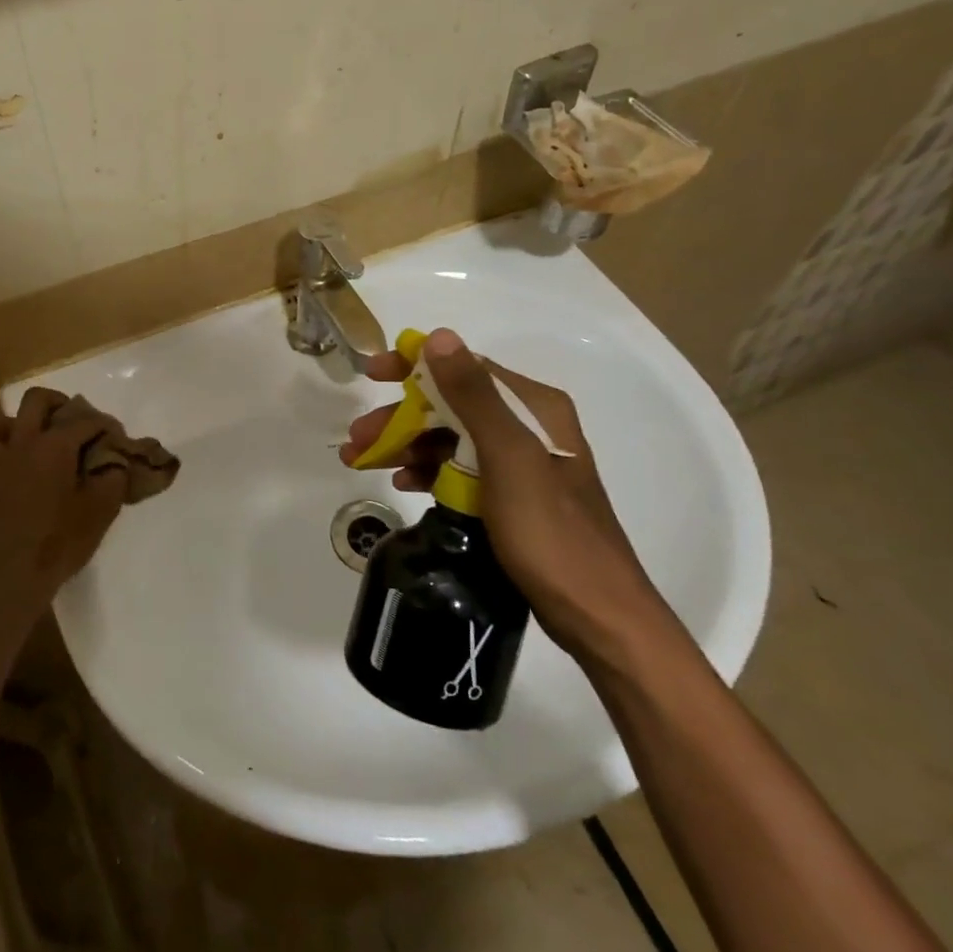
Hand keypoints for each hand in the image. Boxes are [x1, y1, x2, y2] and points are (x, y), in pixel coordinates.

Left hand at [0, 388, 129, 604]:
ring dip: (19, 421)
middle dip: (59, 403)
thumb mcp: (100, 512)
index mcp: (54, 445)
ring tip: (35, 438)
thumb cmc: (58, 543)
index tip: (116, 437)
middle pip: (37, 400)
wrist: (7, 578)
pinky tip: (10, 462)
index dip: (104, 424)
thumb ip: (113, 478)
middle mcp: (22, 441)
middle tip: (74, 421)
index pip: (85, 420)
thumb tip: (115, 462)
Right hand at [338, 328, 670, 658]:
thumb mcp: (508, 458)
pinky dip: (428, 471)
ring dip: (406, 445)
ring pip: (450, 439)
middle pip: (450, 406)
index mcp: (533, 408)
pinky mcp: (511, 497)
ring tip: (362, 462)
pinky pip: (459, 471)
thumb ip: (473, 396)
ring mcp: (520, 464)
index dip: (414, 366)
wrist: (597, 615)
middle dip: (400, 418)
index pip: (465, 369)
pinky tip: (402, 483)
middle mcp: (528, 427)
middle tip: (356, 439)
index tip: (371, 373)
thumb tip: (439, 336)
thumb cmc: (550, 533)